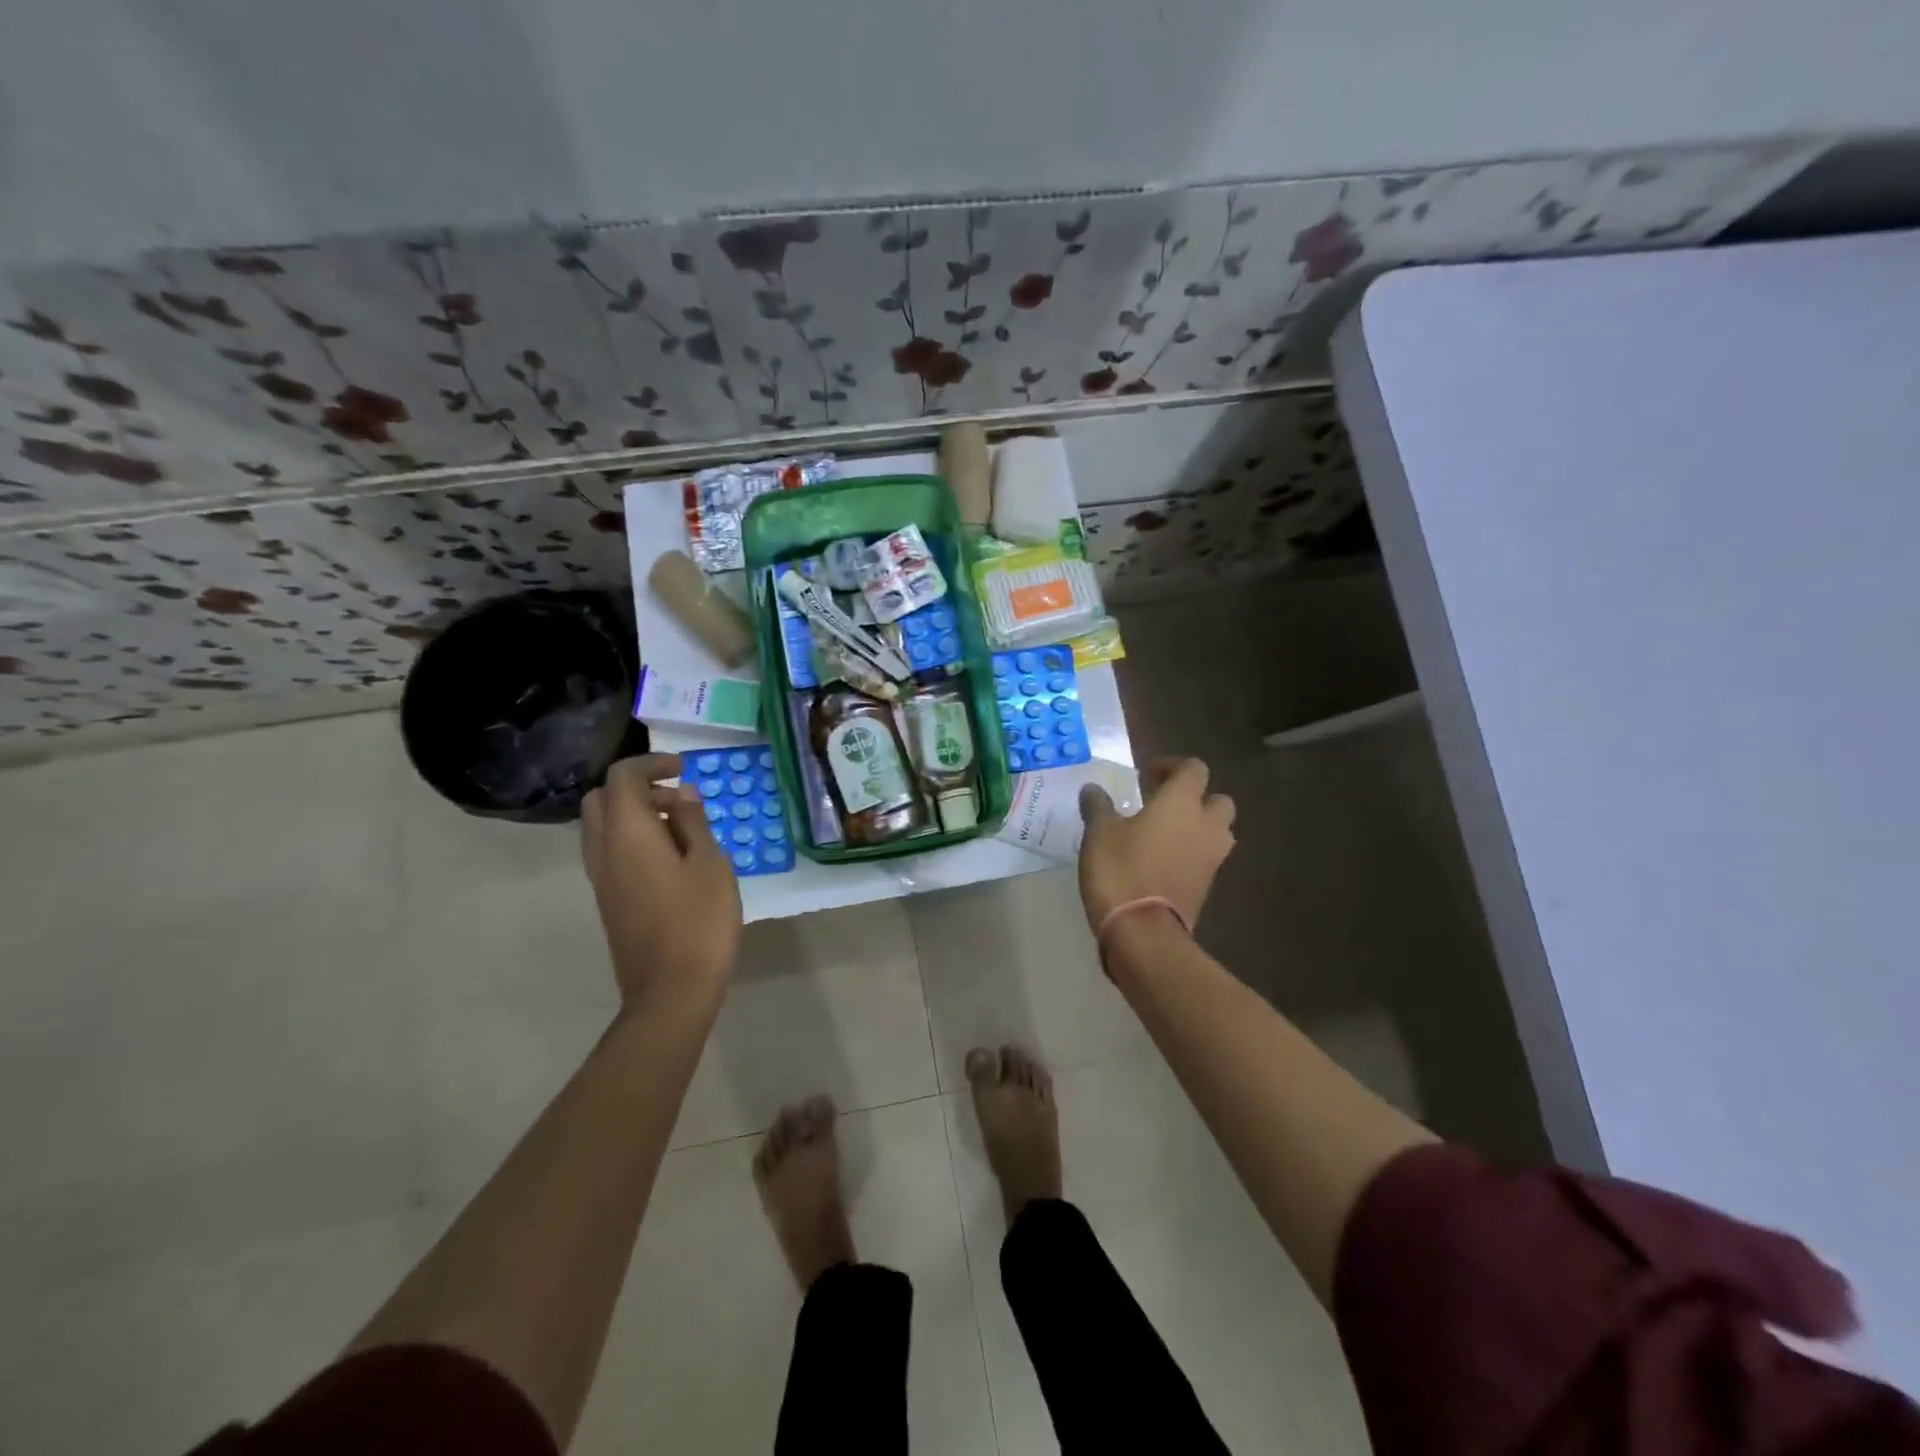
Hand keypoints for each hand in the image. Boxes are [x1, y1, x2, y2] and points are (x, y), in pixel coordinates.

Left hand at [581, 754, 741, 1013]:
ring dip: (635, 815)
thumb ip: (694, 823)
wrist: (670, 991)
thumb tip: (683, 795)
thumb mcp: (710, 864)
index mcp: (627, 834)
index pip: (622, 778)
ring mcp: (601, 878)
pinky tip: (672, 860)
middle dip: (638, 788)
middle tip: (679, 800)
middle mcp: (603, 850)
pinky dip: (634, 839)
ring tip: (683, 830)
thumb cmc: (698, 921)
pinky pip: (610, 852)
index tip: (683, 768)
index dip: (651, 763)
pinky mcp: (608, 900)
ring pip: (603, 827)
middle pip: (602, 799)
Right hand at [1077, 757, 1235, 933]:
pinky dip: (1192, 854)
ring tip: (1165, 833)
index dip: (1172, 766)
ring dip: (1198, 827)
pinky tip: (1162, 861)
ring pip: (1218, 831)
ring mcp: (1212, 858)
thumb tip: (1092, 789)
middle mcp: (1205, 825)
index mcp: (1181, 802)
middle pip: (1217, 800)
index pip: (1193, 769)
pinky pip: (1207, 859)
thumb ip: (1099, 806)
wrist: (1144, 933)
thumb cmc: (1121, 871)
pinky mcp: (1208, 886)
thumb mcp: (1099, 833)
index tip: (1146, 776)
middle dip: (1195, 798)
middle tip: (1163, 804)